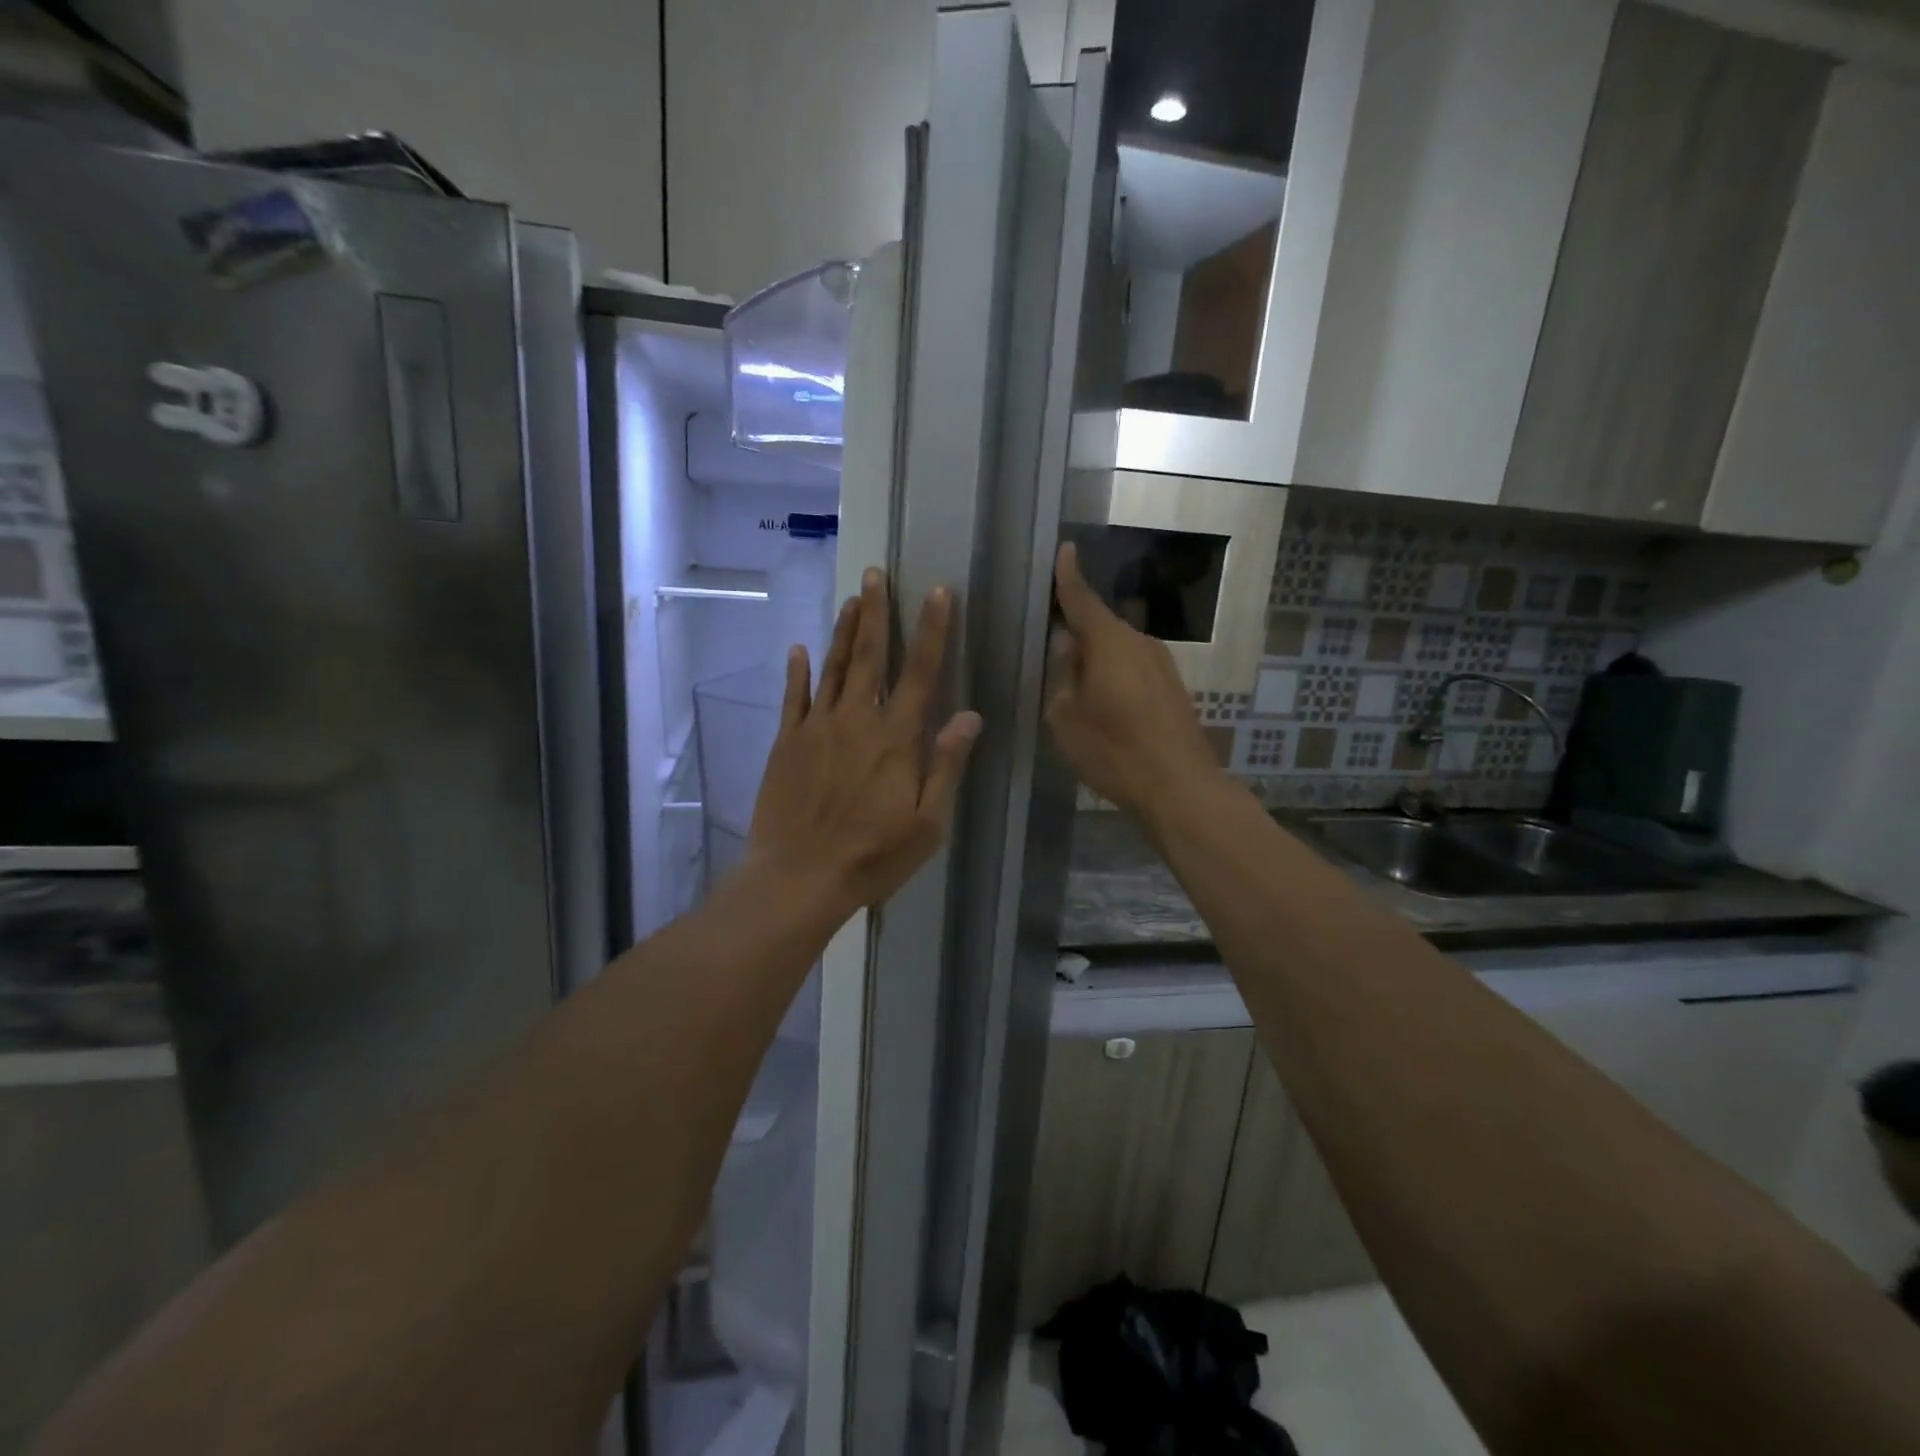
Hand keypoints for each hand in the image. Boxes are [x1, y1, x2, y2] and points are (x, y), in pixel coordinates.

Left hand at [748, 568, 981, 921]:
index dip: (932, 630)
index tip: (938, 593)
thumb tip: (970, 716)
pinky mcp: (787, 743)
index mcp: (895, 738)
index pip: (921, 672)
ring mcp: (816, 728)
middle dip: (876, 612)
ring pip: (832, 668)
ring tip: (850, 598)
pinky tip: (798, 649)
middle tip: (876, 574)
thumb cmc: (872, 856)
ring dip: (842, 631)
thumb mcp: (927, 823)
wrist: (798, 877)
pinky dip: (797, 672)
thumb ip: (946, 765)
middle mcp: (856, 720)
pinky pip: (793, 698)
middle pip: (869, 656)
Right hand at [1045, 542, 1224, 827]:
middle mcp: (1140, 642)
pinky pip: (1134, 668)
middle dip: (1078, 631)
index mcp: (1109, 642)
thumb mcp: (1067, 717)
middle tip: (1053, 650)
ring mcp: (1162, 665)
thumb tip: (1069, 646)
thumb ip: (1064, 675)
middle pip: (1101, 626)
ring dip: (1097, 659)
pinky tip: (1105, 705)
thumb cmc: (1114, 750)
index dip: (1068, 577)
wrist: (1180, 787)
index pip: (1082, 599)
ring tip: (1077, 687)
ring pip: (1119, 650)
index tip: (1065, 549)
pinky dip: (1115, 676)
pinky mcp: (1173, 688)